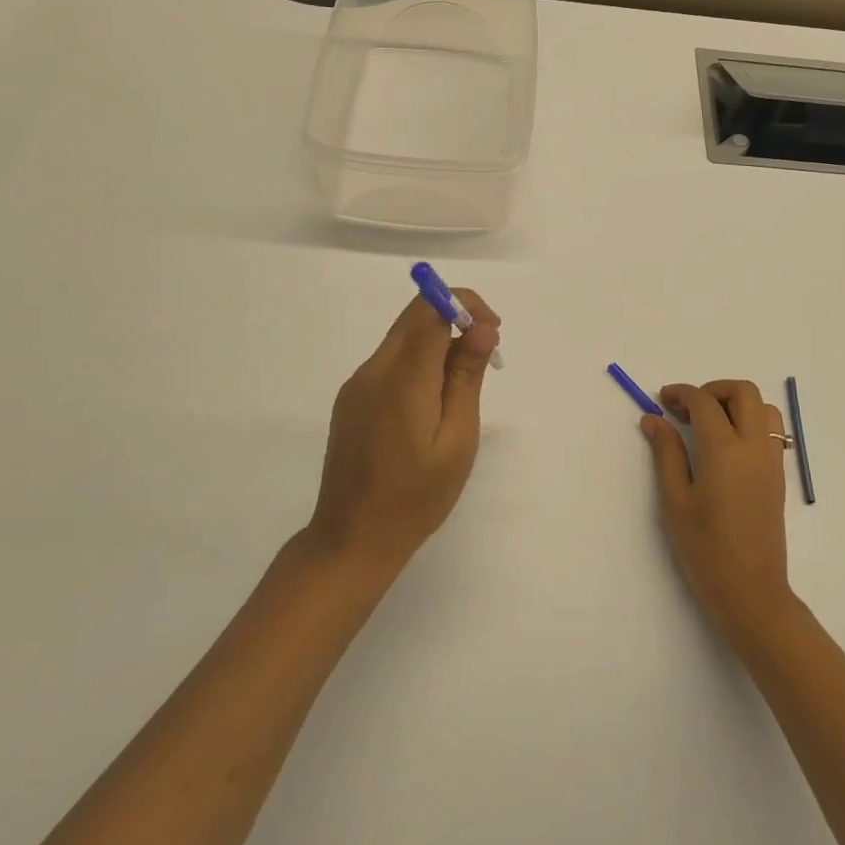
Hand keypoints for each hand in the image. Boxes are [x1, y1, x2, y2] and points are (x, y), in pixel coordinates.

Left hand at [306, 288, 500, 572]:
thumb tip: (481, 328)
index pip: (429, 308)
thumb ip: (466, 377)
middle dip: (456, 318)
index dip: (464, 304)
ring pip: (403, 337)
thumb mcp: (457, 439)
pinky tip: (433, 403)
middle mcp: (373, 370)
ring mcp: (358, 384)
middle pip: (414, 316)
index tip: (492, 331)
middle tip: (487, 354)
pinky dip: (419, 362)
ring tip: (463, 387)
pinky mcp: (352, 399)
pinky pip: (391, 361)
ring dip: (439, 341)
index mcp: (401, 378)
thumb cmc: (416, 497)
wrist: (351, 540)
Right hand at [642, 380, 795, 637]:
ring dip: (736, 403)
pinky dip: (750, 421)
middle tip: (687, 410)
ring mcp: (771, 460)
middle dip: (713, 389)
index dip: (681, 393)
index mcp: (724, 450)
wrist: (751, 592)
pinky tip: (726, 446)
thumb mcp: (675, 500)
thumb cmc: (705, 550)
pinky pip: (770, 431)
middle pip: (744, 392)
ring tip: (709, 425)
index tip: (662, 400)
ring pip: (763, 408)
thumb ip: (666, 453)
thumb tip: (653, 419)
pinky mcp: (778, 475)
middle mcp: (753, 447)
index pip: (704, 402)